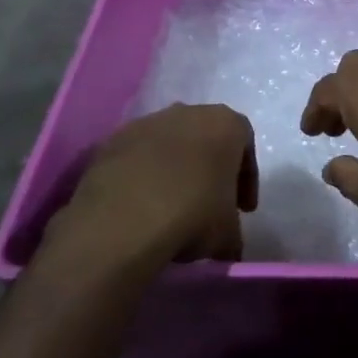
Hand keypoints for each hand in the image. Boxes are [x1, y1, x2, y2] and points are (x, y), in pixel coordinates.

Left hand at [63, 104, 256, 263]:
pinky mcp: (111, 141)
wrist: (122, 220)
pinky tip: (139, 206)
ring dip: (173, 170)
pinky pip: (136, 157)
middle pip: (205, 138)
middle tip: (209, 205)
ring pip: (168, 144)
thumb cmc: (192, 215)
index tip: (242, 209)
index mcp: (225, 124)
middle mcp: (187, 112)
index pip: (245, 143)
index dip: (246, 178)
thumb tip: (228, 246)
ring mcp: (145, 123)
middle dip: (209, 169)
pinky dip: (141, 176)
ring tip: (170, 208)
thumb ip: (233, 232)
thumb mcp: (227, 234)